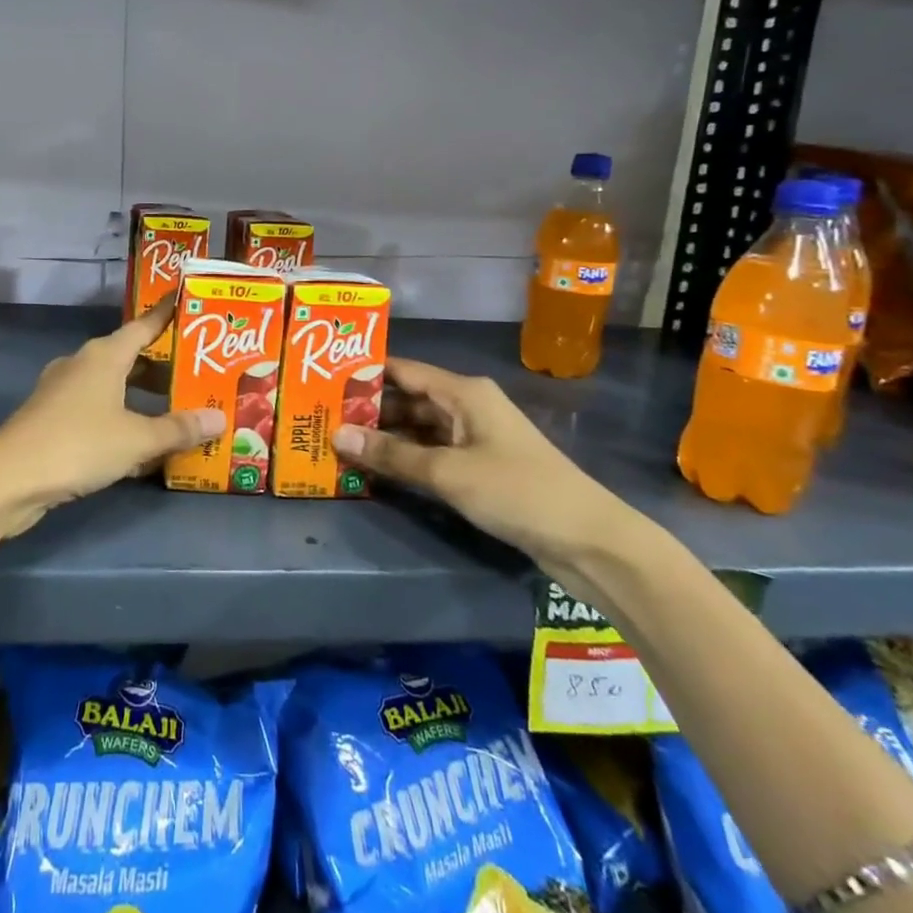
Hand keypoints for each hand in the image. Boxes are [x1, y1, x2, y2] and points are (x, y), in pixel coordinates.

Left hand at [0, 301, 224, 535]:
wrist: (9, 478)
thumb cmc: (78, 445)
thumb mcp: (137, 439)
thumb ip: (178, 429)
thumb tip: (220, 418)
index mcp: (103, 356)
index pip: (144, 326)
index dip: (167, 315)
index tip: (188, 303)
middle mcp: (82, 364)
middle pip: (130, 358)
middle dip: (163, 367)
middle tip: (198, 375)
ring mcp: (62, 391)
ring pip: (113, 386)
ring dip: (141, 397)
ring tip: (176, 410)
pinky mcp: (51, 418)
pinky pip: (96, 409)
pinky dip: (120, 418)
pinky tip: (139, 445)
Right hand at [330, 357, 636, 571]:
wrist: (590, 542)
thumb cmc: (517, 491)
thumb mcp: (447, 472)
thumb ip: (392, 454)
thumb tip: (337, 436)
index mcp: (464, 392)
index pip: (404, 371)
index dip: (366, 373)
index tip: (324, 379)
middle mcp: (468, 407)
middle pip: (409, 400)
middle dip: (369, 410)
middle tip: (323, 418)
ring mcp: (476, 439)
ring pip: (419, 429)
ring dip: (385, 438)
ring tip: (340, 444)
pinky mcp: (481, 468)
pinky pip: (433, 454)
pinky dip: (406, 459)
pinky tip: (376, 470)